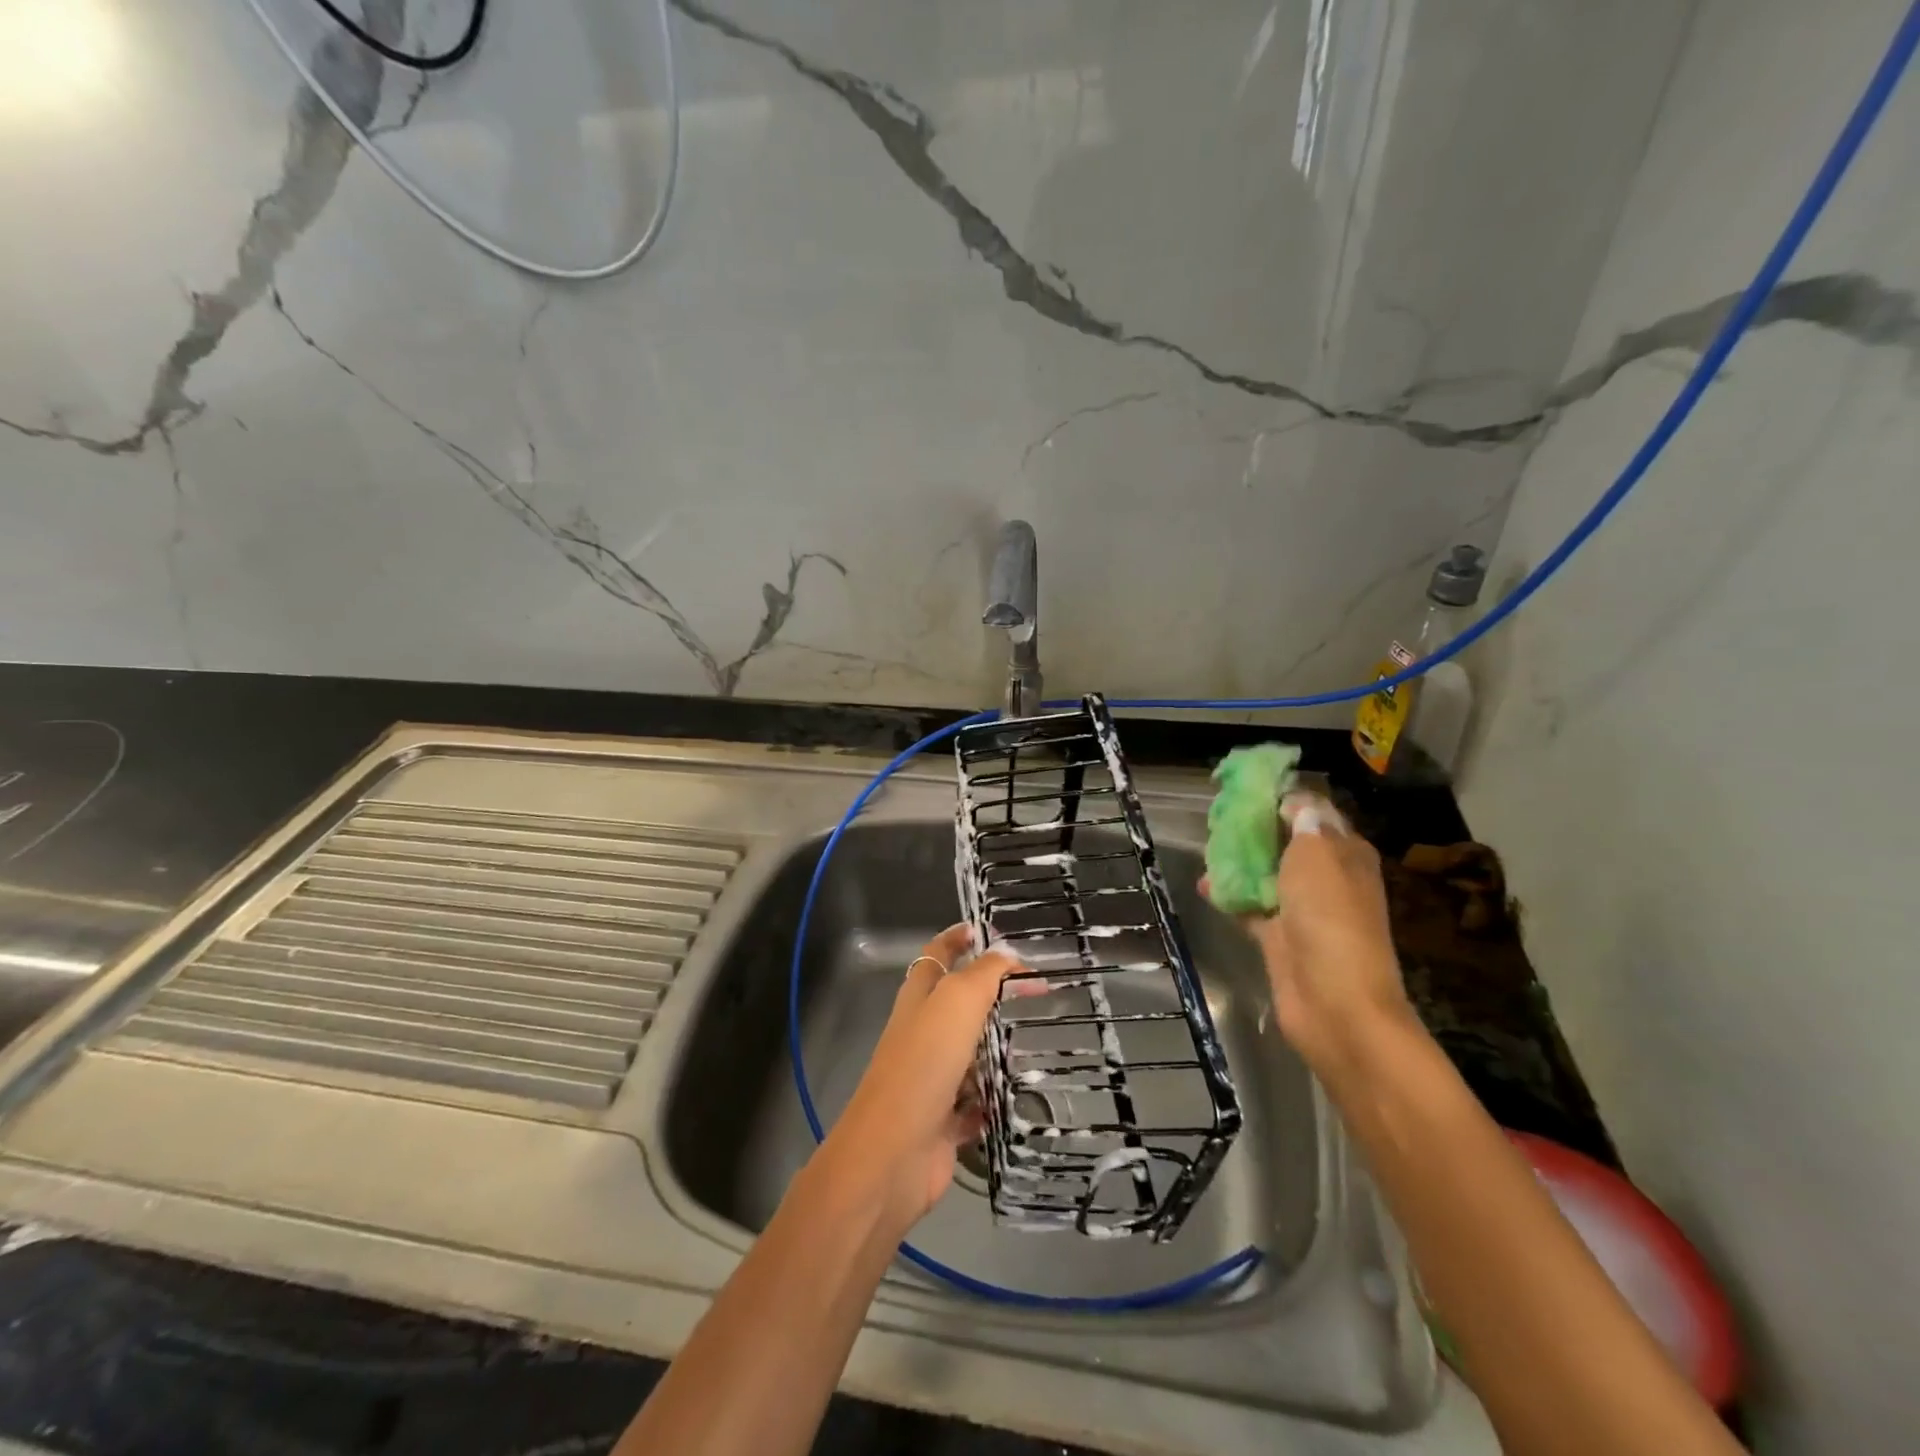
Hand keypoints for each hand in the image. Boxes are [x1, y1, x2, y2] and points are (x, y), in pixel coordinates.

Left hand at [813, 924, 1021, 1234]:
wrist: (893, 1154)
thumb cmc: (924, 1064)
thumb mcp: (956, 1003)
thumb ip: (984, 974)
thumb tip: (1006, 951)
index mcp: (918, 999)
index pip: (936, 955)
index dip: (956, 938)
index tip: (984, 929)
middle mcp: (922, 1034)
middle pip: (957, 1004)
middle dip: (990, 993)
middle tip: (1033, 988)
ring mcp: (932, 1079)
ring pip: (969, 1053)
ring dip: (997, 1046)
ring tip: (1036, 1037)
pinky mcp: (944, 1121)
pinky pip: (976, 1104)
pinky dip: (994, 1098)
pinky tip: (1021, 1093)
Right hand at [1219, 793, 1414, 1078]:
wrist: (1334, 1001)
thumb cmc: (1330, 917)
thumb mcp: (1318, 854)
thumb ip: (1303, 821)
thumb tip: (1292, 801)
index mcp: (1345, 852)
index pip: (1313, 812)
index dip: (1282, 796)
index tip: (1244, 786)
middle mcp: (1327, 876)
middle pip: (1286, 841)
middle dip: (1254, 828)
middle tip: (1219, 818)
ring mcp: (1303, 908)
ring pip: (1266, 873)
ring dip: (1239, 861)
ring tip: (1207, 848)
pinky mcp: (1280, 936)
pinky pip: (1251, 905)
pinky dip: (1231, 894)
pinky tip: (1205, 885)